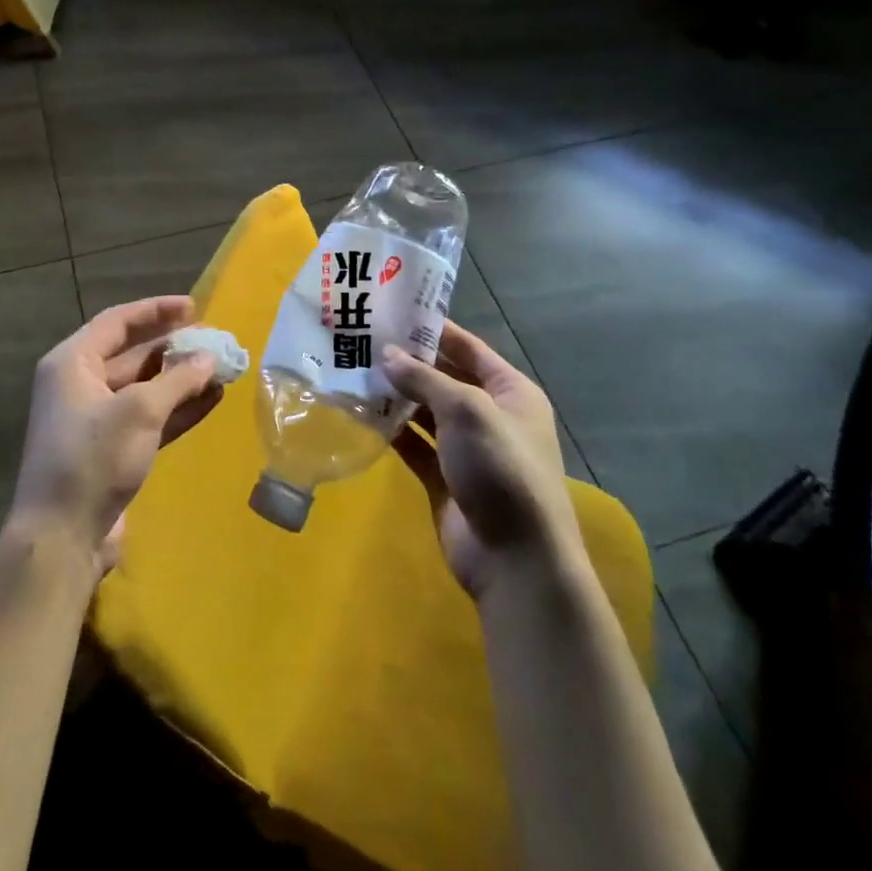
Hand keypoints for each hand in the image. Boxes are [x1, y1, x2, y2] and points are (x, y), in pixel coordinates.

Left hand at [8, 296, 222, 577]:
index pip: (117, 322)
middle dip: (174, 347)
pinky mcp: (113, 450)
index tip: (193, 307)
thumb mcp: (139, 411)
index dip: (155, 310)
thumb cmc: (93, 458)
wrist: (62, 537)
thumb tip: (209, 358)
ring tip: (221, 368)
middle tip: (214, 339)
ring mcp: (97, 420)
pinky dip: (178, 409)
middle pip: (132, 354)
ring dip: (181, 379)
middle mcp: (81, 385)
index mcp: (72, 363)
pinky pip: (149, 418)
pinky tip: (211, 400)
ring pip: (145, 388)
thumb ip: (177, 380)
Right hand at [384, 322, 579, 599]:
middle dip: (408, 362)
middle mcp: (490, 415)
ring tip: (355, 372)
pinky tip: (363, 414)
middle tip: (363, 341)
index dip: (434, 329)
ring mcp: (467, 449)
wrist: (516, 558)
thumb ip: (424, 378)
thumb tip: (387, 354)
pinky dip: (393, 430)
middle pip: (444, 378)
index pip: (468, 348)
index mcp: (510, 392)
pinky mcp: (445, 478)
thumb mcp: (466, 410)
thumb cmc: (501, 468)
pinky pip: (415, 445)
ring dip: (396, 395)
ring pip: (426, 411)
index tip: (393, 312)